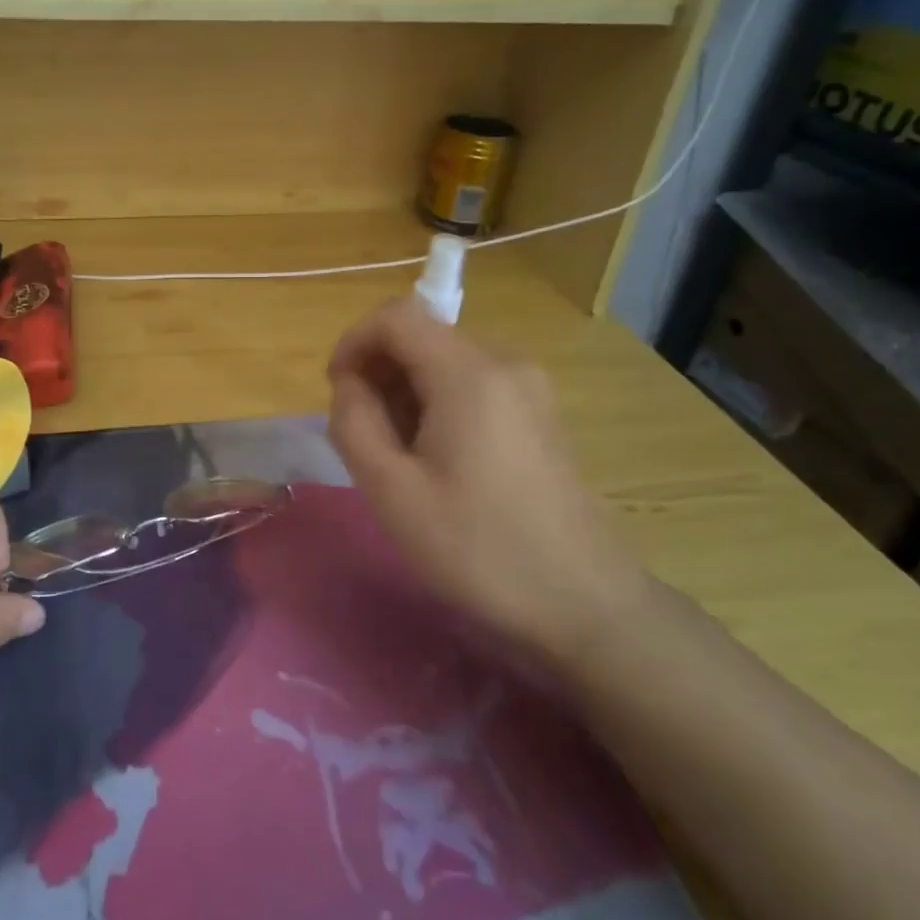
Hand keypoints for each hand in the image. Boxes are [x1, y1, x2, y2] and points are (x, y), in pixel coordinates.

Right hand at [327, 301, 645, 659]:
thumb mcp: (392, 491)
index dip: (354, 343)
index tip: (338, 392)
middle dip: (380, 373)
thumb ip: (354, 422)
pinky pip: (473, 384)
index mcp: (470, 373)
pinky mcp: (539, 412)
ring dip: (406, 392)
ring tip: (401, 456)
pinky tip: (439, 461)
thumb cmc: (477, 548)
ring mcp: (529, 386)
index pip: (396, 316)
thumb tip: (350, 383)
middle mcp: (505, 362)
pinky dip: (438, 404)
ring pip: (445, 360)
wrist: (582, 603)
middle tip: (367, 437)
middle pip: (422, 336)